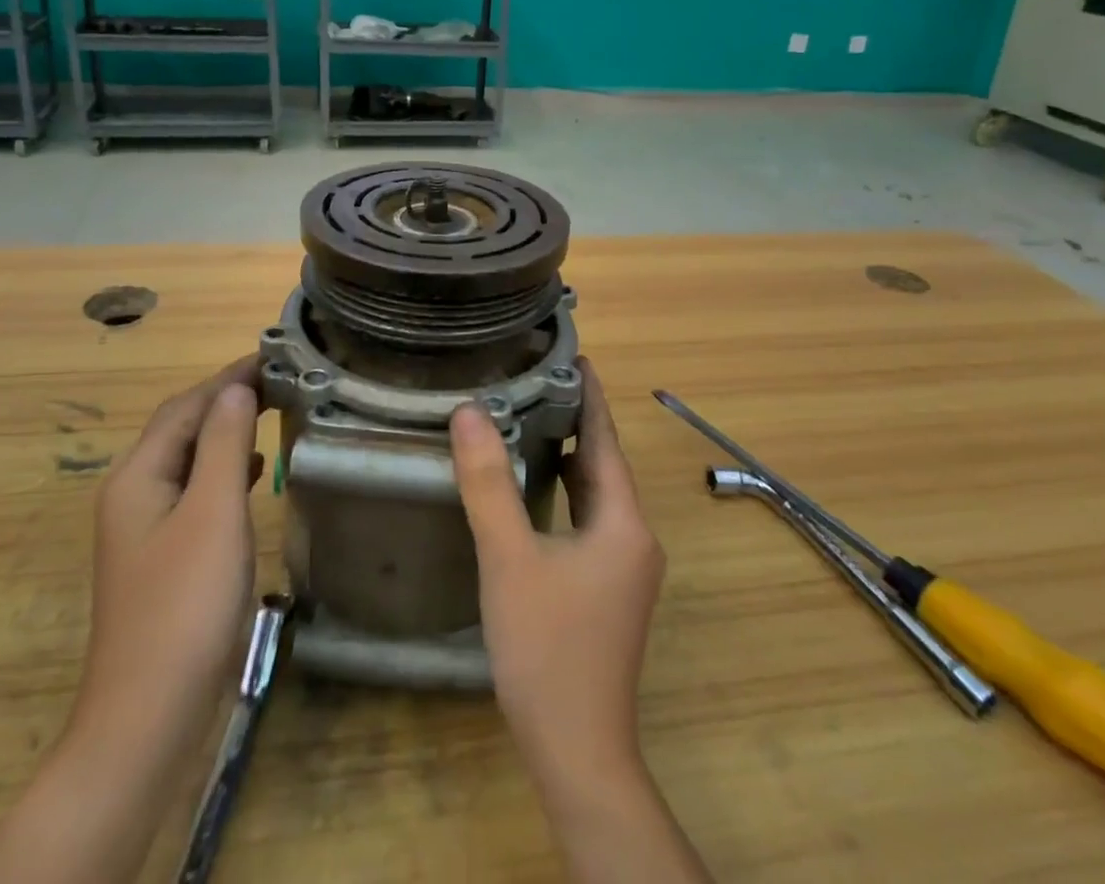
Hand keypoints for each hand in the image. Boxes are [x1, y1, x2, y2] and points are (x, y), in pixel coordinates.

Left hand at [72, 356, 264, 749]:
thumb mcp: (213, 513)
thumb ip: (224, 444)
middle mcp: (135, 495)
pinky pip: (196, 493)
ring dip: (227, 432)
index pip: (186, 406)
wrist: (149, 718)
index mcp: (139, 476)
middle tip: (279, 380)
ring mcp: (147, 530)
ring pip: (190, 461)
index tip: (274, 357)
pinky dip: (225, 471)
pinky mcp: (165, 558)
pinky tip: (253, 474)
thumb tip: (236, 389)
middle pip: (182, 429)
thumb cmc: (185, 606)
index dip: (228, 378)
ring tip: (272, 414)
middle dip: (226, 399)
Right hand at [450, 359, 664, 782]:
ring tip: (529, 417)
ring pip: (595, 493)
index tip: (570, 353)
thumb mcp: (510, 559)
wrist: (577, 752)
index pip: (605, 438)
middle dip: (574, 419)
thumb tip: (470, 412)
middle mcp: (634, 537)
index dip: (589, 394)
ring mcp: (624, 566)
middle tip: (534, 377)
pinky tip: (533, 488)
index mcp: (624, 522)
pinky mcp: (607, 589)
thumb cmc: (547, 649)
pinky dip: (565, 492)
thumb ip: (489, 485)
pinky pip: (588, 519)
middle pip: (603, 462)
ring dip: (568, 455)